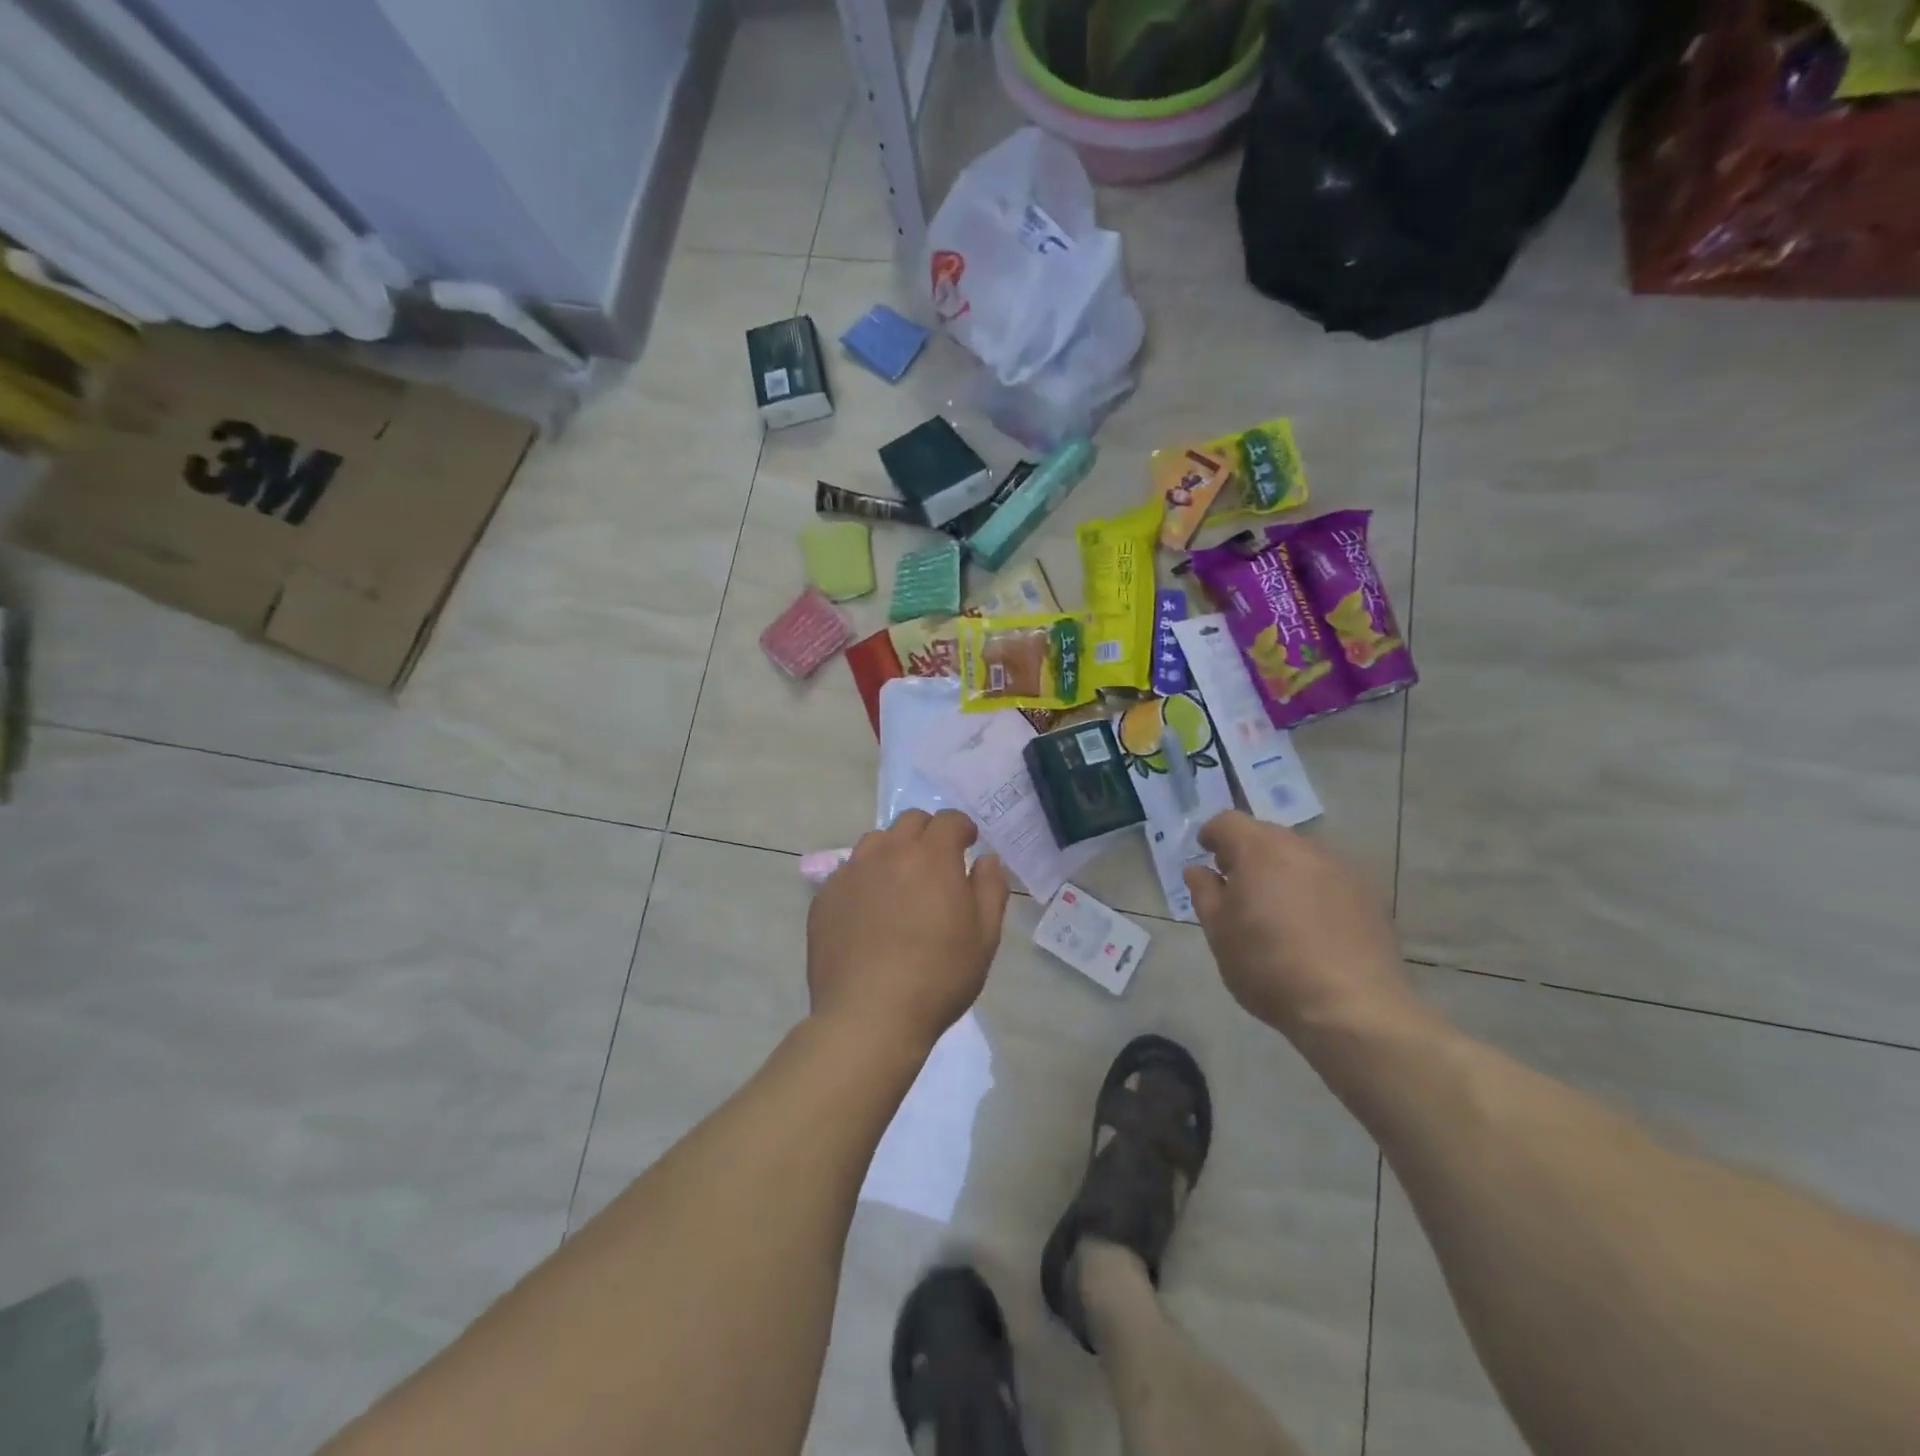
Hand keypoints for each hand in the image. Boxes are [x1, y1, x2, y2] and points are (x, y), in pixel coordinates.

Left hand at [807, 810, 1010, 1053]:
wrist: (869, 1017)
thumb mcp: (984, 937)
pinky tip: (870, 912)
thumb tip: (986, 859)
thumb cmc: (937, 978)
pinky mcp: (825, 897)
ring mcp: (851, 873)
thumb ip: (990, 888)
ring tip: (900, 884)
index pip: (949, 820)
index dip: (963, 828)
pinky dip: (865, 879)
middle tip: (937, 863)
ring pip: (876, 842)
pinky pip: (849, 872)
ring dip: (894, 851)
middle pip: (910, 821)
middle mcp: (888, 853)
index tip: (968, 844)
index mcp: (931, 857)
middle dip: (929, 833)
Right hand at [1183, 811, 1415, 1040]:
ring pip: (1300, 856)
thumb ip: (1205, 893)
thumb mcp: (1219, 932)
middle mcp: (1303, 848)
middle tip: (1236, 886)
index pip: (1228, 822)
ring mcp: (1341, 869)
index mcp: (1260, 850)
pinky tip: (1311, 926)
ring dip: (1281, 871)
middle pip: (1266, 835)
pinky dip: (1312, 889)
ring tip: (1275, 909)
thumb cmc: (1269, 966)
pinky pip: (1328, 878)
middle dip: (1246, 853)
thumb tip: (1198, 869)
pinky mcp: (1369, 895)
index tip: (1205, 855)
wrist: (1352, 1007)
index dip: (1211, 835)